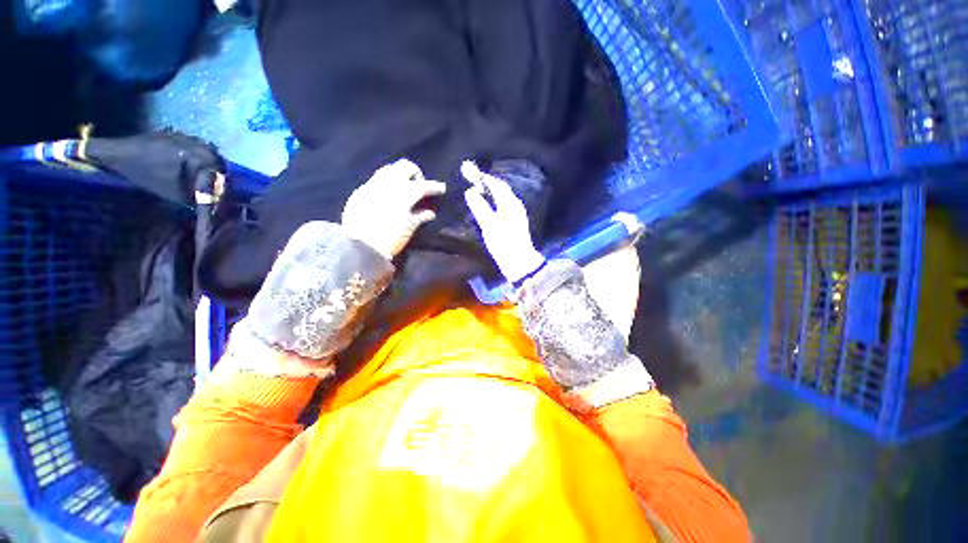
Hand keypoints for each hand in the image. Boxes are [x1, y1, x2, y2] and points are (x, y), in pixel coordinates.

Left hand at [342, 159, 446, 258]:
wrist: (360, 248)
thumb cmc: (390, 240)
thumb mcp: (409, 229)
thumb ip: (420, 217)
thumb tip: (430, 213)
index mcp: (403, 195)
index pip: (422, 185)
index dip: (434, 186)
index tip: (441, 188)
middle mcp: (387, 185)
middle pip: (404, 167)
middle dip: (415, 173)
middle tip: (420, 185)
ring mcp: (371, 186)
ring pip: (388, 170)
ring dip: (399, 175)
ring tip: (404, 188)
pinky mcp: (359, 192)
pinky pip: (375, 181)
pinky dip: (385, 185)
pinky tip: (387, 196)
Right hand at [461, 161, 544, 283]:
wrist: (519, 262)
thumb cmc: (504, 243)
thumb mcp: (489, 226)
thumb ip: (480, 207)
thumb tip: (471, 192)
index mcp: (510, 204)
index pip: (496, 185)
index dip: (483, 177)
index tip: (470, 170)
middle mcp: (515, 205)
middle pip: (500, 189)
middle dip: (486, 181)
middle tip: (472, 175)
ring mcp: (516, 213)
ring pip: (502, 196)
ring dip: (490, 190)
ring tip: (477, 186)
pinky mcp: (514, 221)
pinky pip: (502, 204)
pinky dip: (493, 199)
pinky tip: (487, 203)